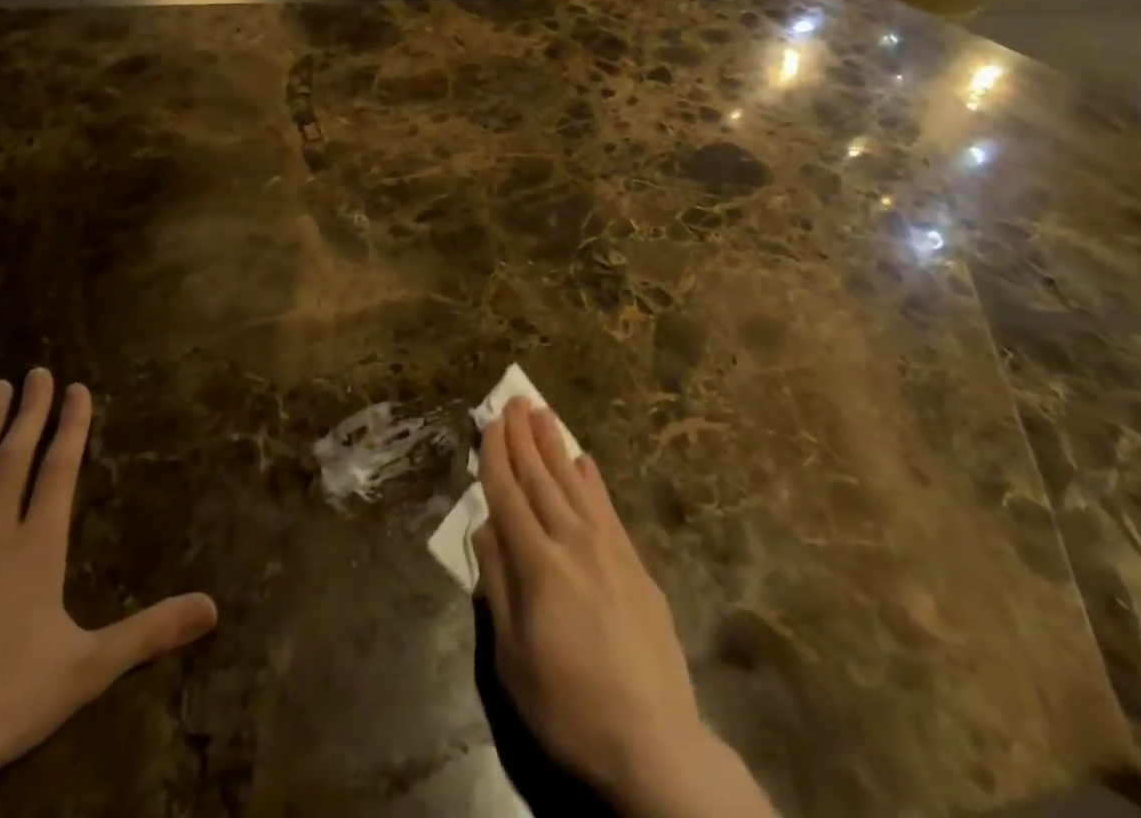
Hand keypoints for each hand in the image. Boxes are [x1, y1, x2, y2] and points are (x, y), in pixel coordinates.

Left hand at [0, 370, 216, 817]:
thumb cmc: (4, 704)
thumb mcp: (88, 670)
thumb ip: (150, 632)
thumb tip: (213, 607)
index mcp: (37, 549)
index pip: (59, 471)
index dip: (70, 426)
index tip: (77, 389)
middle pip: (13, 459)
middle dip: (28, 412)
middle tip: (36, 372)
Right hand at [472, 400, 774, 817]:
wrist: (654, 741)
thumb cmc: (570, 706)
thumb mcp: (513, 658)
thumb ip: (498, 585)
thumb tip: (486, 527)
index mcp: (537, 564)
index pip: (508, 495)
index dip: (495, 457)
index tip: (487, 424)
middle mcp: (572, 541)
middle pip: (540, 477)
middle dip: (522, 436)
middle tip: (512, 400)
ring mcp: (608, 547)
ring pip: (573, 481)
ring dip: (554, 444)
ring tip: (541, 412)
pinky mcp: (635, 561)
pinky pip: (606, 505)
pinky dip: (591, 478)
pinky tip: (583, 459)